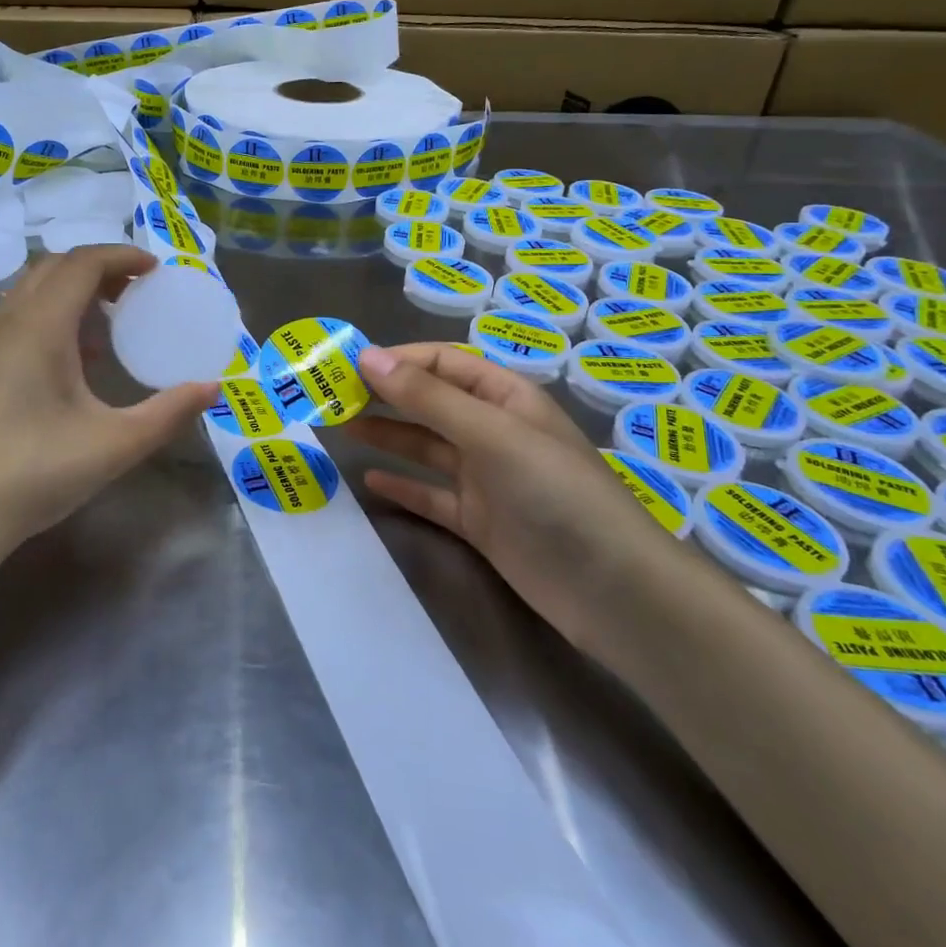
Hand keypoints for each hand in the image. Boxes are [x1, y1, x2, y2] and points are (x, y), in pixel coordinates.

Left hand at [0, 245, 217, 557]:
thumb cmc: (36, 473)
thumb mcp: (116, 444)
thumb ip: (169, 412)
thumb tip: (213, 387)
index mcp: (40, 325)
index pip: (83, 262)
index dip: (122, 256)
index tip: (155, 270)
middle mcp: (3, 320)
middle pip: (52, 269)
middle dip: (97, 271)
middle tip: (134, 295)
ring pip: (23, 292)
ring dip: (64, 294)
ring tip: (96, 332)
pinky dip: (26, 318)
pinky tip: (36, 351)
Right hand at [347, 344, 678, 645]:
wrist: (613, 590)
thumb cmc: (555, 492)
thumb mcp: (490, 433)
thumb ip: (427, 397)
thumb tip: (368, 356)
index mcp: (505, 397)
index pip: (443, 363)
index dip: (397, 361)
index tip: (347, 366)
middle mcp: (494, 431)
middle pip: (431, 403)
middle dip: (386, 396)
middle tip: (332, 396)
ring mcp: (487, 478)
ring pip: (426, 448)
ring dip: (388, 436)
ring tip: (341, 428)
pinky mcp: (480, 521)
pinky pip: (432, 495)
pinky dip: (403, 486)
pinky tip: (370, 480)